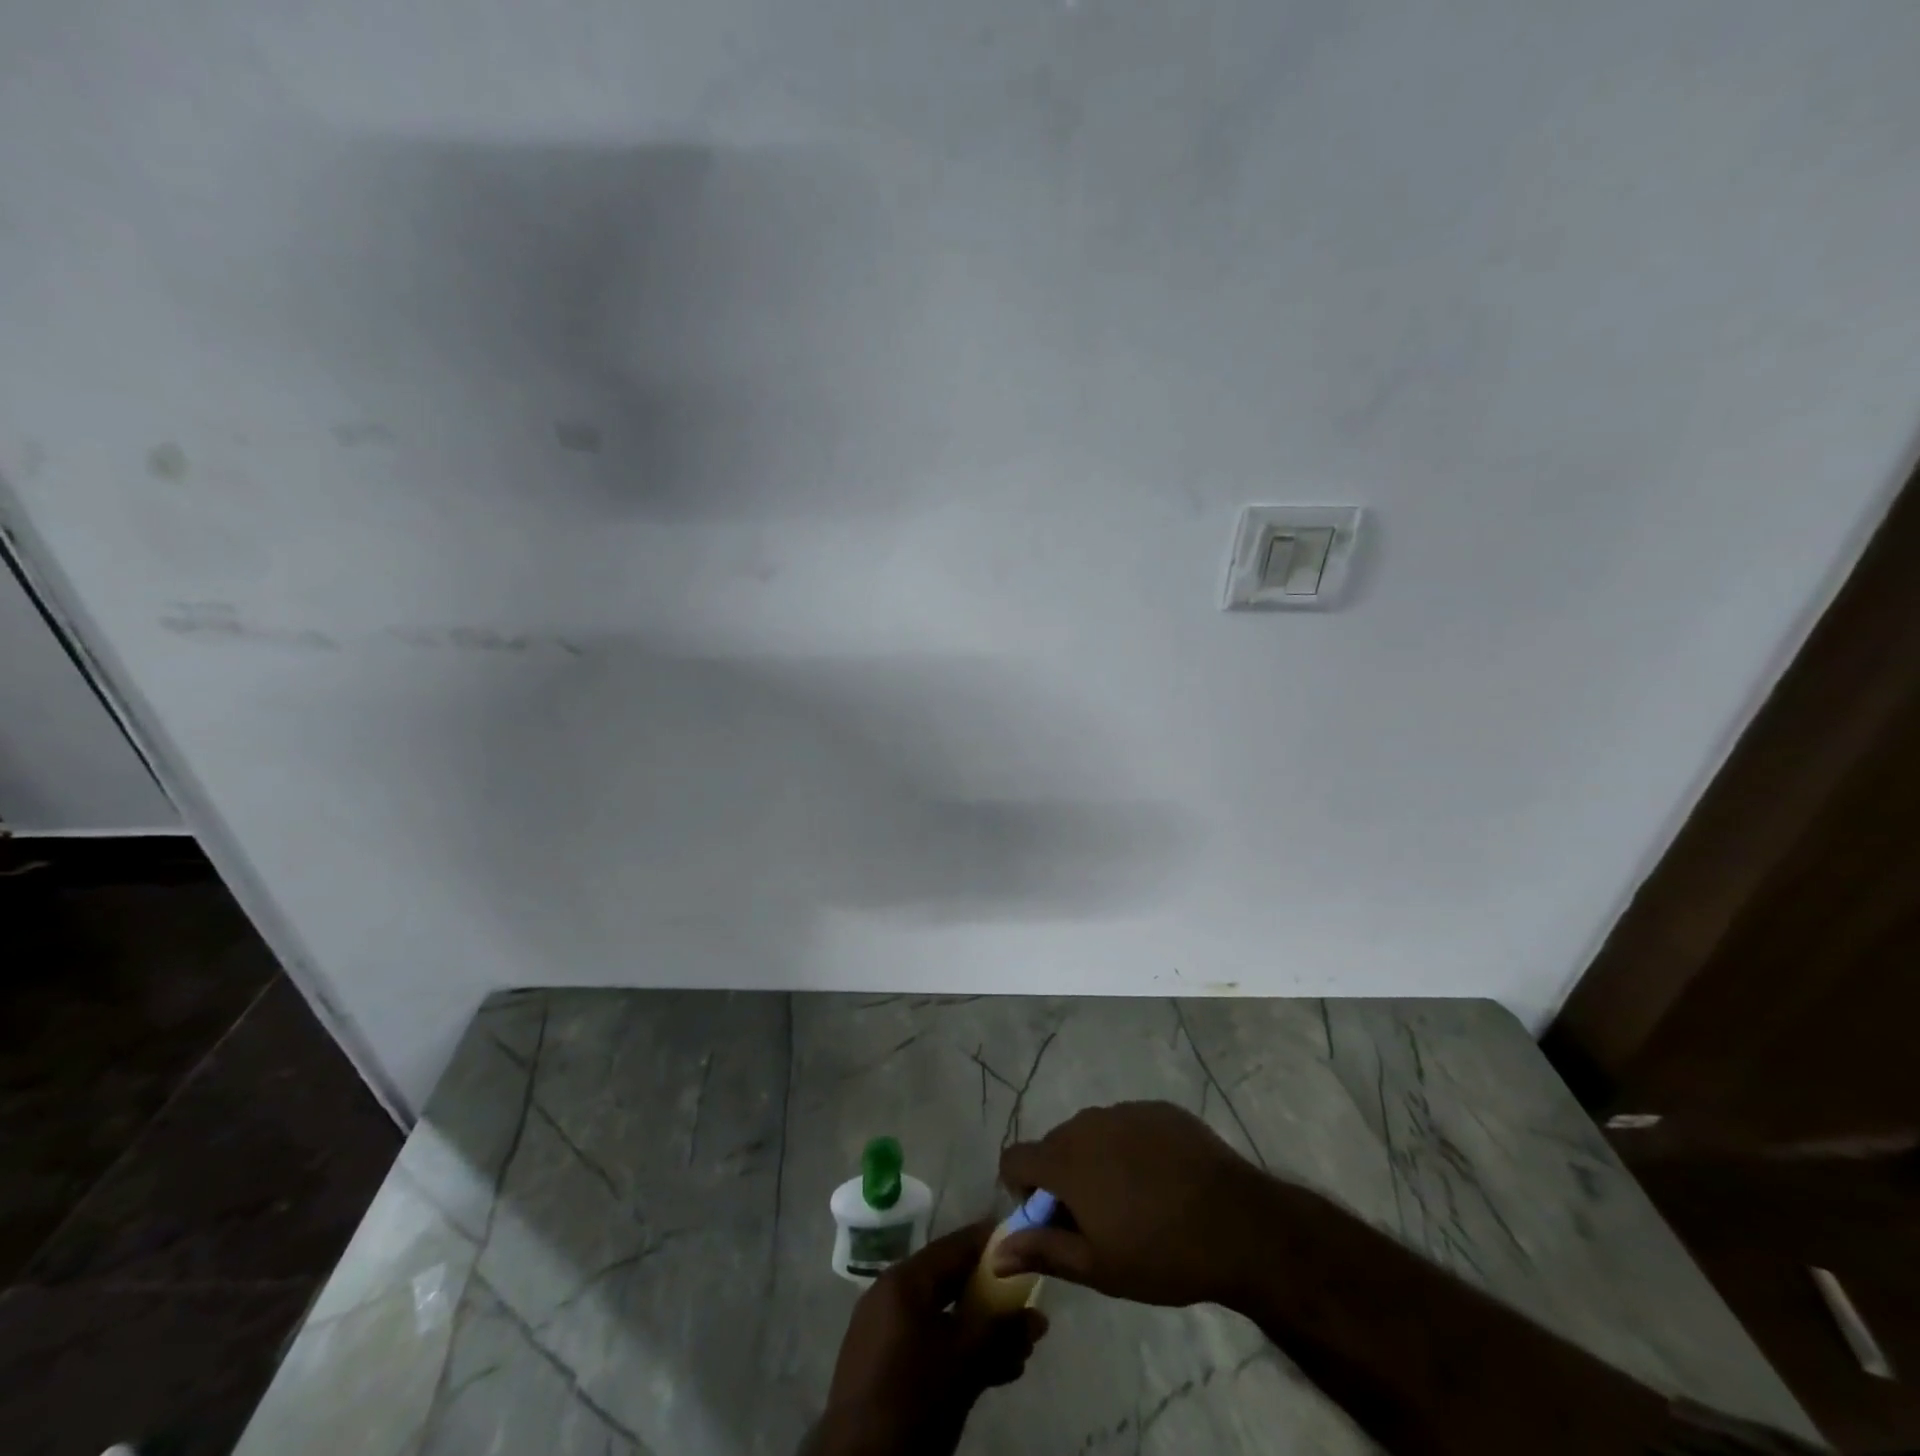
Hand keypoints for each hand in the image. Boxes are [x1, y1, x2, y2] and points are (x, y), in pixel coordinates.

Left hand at [806, 1221, 1048, 1455]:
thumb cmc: (914, 1397)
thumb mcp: (966, 1361)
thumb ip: (1003, 1331)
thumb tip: (1039, 1316)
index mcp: (905, 1280)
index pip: (956, 1245)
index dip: (992, 1244)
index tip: (1025, 1245)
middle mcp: (890, 1294)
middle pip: (950, 1281)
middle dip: (992, 1297)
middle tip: (1028, 1310)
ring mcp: (883, 1331)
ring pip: (943, 1317)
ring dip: (981, 1331)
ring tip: (1021, 1352)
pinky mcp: (882, 1365)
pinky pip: (928, 1341)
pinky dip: (958, 1349)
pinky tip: (994, 1372)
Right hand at [996, 1100, 1282, 1307]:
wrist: (1238, 1224)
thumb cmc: (1160, 1253)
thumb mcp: (1097, 1267)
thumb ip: (1043, 1251)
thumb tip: (995, 1252)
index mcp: (1066, 1159)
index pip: (1016, 1157)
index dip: (1022, 1188)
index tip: (1050, 1218)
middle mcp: (1088, 1123)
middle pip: (1055, 1145)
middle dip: (1063, 1177)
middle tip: (1097, 1219)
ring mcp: (1126, 1110)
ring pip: (1093, 1133)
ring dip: (1097, 1160)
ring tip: (1134, 1200)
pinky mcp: (1159, 1108)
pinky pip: (1129, 1125)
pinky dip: (1132, 1147)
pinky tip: (1162, 1180)